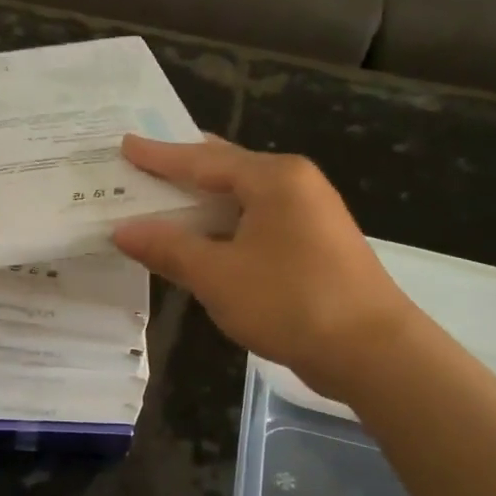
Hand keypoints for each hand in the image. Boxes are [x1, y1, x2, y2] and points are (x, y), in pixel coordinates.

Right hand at [113, 135, 411, 403]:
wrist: (372, 351)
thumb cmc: (290, 302)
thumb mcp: (218, 276)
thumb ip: (168, 248)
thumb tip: (123, 230)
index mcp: (273, 178)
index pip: (202, 159)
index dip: (159, 156)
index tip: (124, 144)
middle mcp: (295, 184)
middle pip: (226, 169)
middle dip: (183, 170)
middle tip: (143, 164)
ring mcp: (310, 214)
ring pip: (243, 198)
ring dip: (204, 203)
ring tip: (165, 199)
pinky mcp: (315, 244)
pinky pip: (258, 221)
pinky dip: (225, 226)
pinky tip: (206, 238)